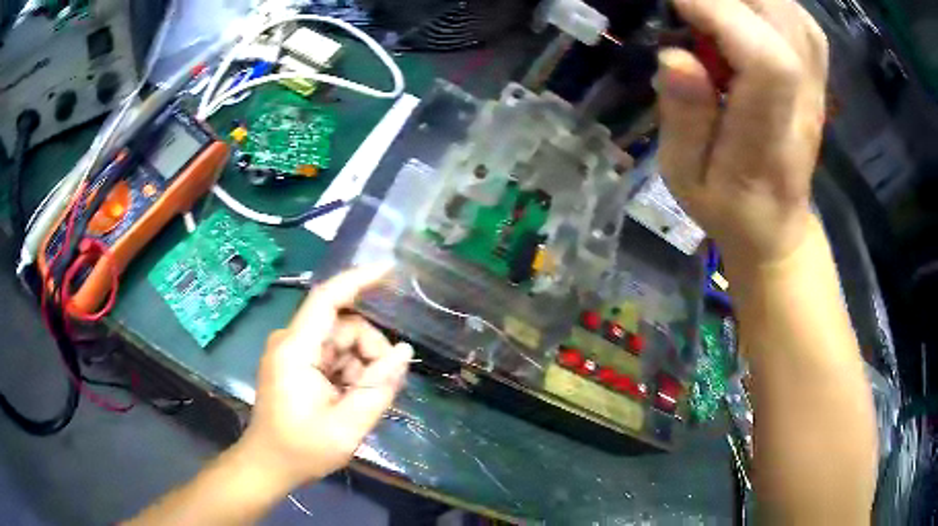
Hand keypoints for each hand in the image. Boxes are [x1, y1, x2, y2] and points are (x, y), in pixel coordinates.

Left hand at [238, 264, 412, 488]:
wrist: (268, 464)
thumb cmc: (302, 449)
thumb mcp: (347, 426)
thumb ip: (378, 388)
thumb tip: (404, 352)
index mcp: (296, 350)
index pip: (327, 299)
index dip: (358, 279)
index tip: (391, 270)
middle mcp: (290, 342)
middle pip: (343, 326)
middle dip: (369, 351)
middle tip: (382, 386)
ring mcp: (292, 351)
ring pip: (341, 341)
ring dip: (360, 366)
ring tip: (360, 401)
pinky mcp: (295, 362)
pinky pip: (332, 354)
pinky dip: (349, 372)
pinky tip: (349, 398)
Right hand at [657, 0, 828, 266]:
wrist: (777, 225)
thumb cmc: (729, 207)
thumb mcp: (687, 178)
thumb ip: (683, 119)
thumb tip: (674, 55)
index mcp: (769, 137)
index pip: (766, 59)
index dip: (720, 13)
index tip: (676, 3)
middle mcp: (803, 102)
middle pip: (783, 20)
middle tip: (690, 6)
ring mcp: (816, 87)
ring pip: (793, 13)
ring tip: (715, 8)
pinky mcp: (817, 78)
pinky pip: (802, 22)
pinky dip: (770, 3)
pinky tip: (746, 11)